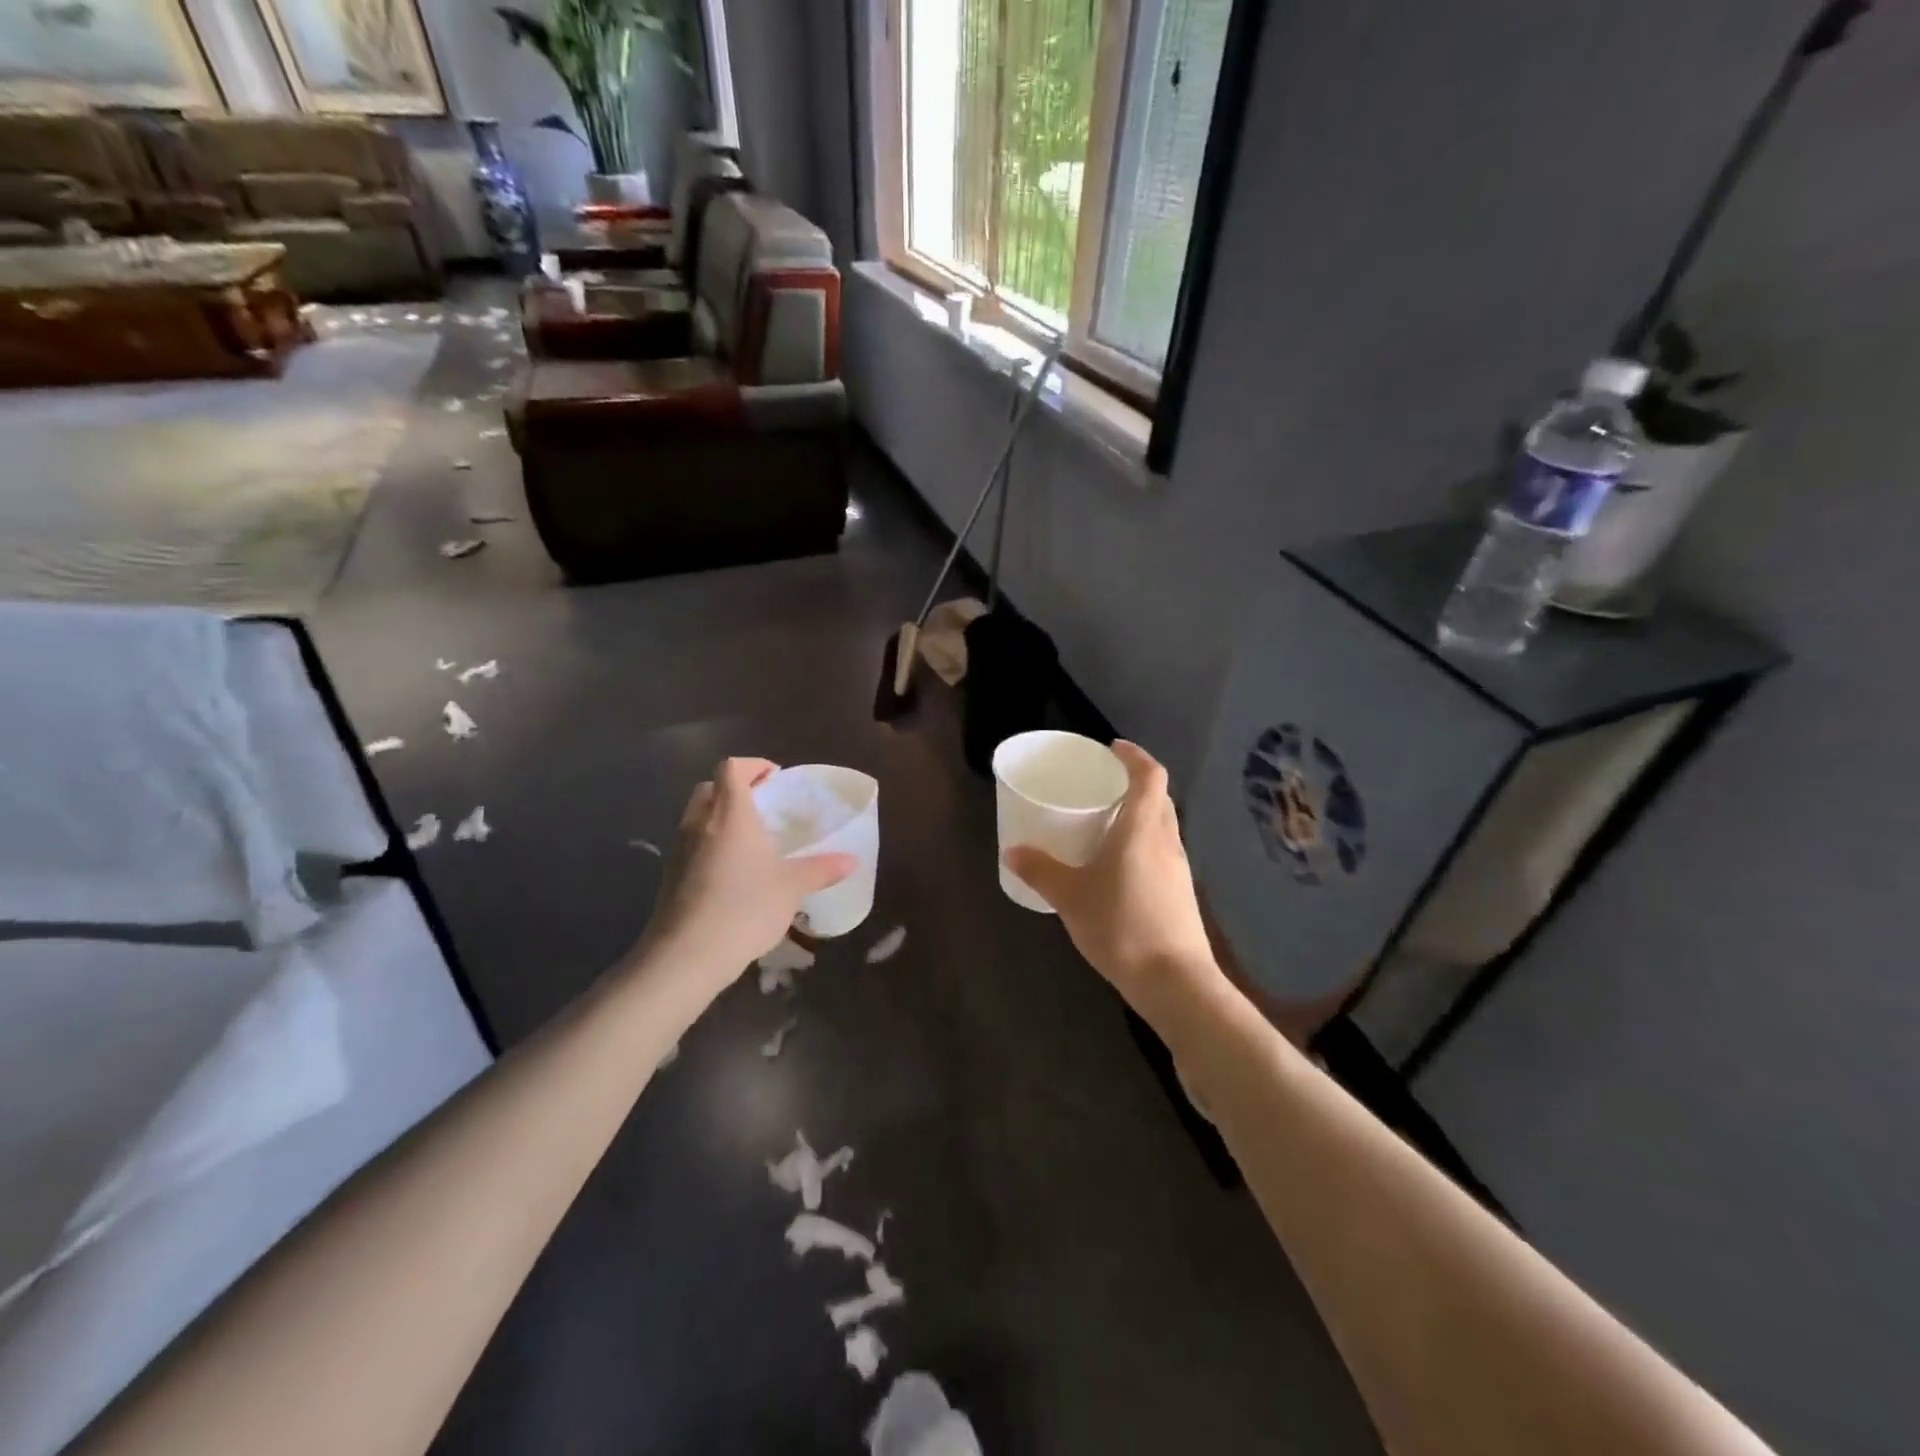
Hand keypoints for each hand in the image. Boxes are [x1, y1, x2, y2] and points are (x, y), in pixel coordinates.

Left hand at [640, 758, 854, 996]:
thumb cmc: (745, 907)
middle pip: (711, 787)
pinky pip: (691, 843)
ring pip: (698, 816)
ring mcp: (680, 848)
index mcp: (730, 813)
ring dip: (720, 817)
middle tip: (763, 807)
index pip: (732, 768)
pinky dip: (709, 844)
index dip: (753, 766)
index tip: (775, 779)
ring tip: (750, 841)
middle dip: (735, 789)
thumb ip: (821, 869)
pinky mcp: (670, 874)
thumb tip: (852, 860)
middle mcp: (700, 822)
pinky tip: (731, 872)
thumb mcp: (792, 887)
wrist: (687, 954)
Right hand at [1003, 741, 1217, 1012]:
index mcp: (1142, 829)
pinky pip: (1161, 850)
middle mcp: (1166, 840)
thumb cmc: (1121, 926)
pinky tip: (1120, 866)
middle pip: (1158, 797)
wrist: (1174, 980)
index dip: (1134, 756)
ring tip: (1107, 824)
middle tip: (1103, 786)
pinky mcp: (1181, 892)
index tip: (1113, 749)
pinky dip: (1143, 843)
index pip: (1150, 775)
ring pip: (1162, 825)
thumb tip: (1013, 851)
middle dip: (1134, 783)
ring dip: (1140, 814)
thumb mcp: (1071, 897)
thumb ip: (1041, 871)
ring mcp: (1178, 867)